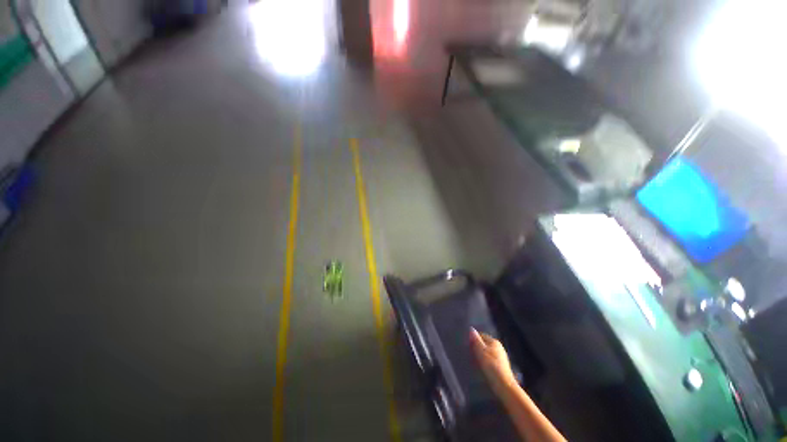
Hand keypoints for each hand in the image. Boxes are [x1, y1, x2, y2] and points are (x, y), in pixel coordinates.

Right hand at [470, 328, 517, 395]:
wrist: (504, 385)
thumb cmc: (491, 366)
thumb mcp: (481, 351)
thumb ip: (476, 340)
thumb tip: (471, 329)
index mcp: (494, 341)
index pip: (481, 336)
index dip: (473, 340)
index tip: (468, 347)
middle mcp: (499, 347)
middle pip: (484, 344)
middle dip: (477, 349)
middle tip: (470, 356)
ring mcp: (501, 357)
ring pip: (486, 353)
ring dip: (480, 356)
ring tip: (474, 363)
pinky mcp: (501, 366)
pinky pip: (490, 360)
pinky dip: (485, 362)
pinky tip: (482, 369)